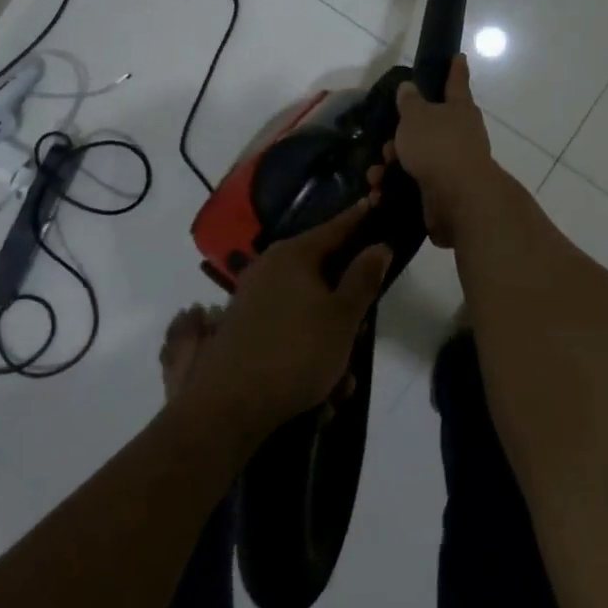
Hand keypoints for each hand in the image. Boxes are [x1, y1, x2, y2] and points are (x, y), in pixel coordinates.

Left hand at [185, 198, 390, 434]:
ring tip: (343, 377)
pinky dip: (307, 349)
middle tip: (363, 324)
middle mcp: (269, 267)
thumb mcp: (343, 317)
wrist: (229, 405)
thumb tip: (379, 244)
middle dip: (346, 299)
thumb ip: (363, 278)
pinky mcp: (242, 328)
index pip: (334, 227)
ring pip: (306, 306)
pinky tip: (320, 387)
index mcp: (293, 254)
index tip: (376, 201)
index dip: (359, 218)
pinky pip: (288, 328)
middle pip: (321, 270)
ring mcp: (251, 297)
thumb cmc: (297, 351)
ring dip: (329, 335)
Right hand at [391, 54, 502, 247]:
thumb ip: (410, 101)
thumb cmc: (437, 146)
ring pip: (418, 156)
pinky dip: (396, 186)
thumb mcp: (416, 116)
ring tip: (376, 175)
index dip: (455, 68)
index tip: (458, 56)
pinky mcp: (445, 190)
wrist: (459, 199)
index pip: (456, 81)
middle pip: (430, 125)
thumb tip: (409, 87)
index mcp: (459, 108)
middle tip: (386, 142)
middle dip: (403, 134)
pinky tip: (380, 193)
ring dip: (393, 164)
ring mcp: (455, 163)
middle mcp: (461, 133)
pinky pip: (415, 182)